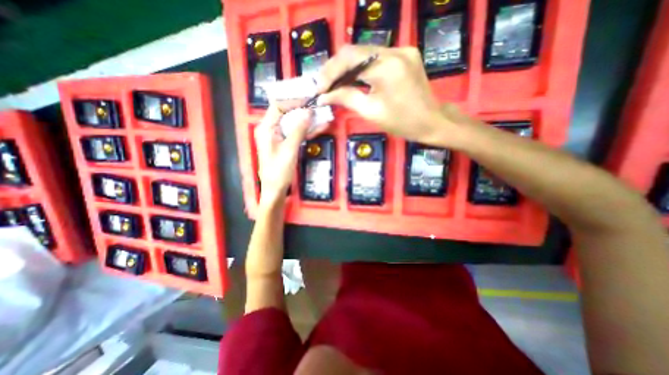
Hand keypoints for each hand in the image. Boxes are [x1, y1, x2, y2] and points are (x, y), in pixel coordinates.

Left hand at [255, 106, 312, 203]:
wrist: (276, 190)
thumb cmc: (279, 171)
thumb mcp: (289, 149)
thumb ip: (298, 130)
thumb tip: (309, 112)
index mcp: (266, 128)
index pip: (278, 106)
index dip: (293, 101)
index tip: (308, 99)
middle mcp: (271, 129)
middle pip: (287, 113)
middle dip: (302, 109)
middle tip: (318, 105)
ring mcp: (279, 137)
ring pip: (294, 123)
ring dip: (308, 120)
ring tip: (322, 114)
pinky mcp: (287, 144)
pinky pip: (297, 133)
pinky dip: (307, 130)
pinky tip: (320, 127)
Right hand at [318, 46, 460, 145]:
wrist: (432, 122)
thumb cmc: (402, 123)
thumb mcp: (371, 112)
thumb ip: (346, 98)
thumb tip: (324, 95)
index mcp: (387, 67)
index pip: (350, 58)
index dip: (330, 72)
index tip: (319, 88)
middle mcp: (395, 50)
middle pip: (356, 51)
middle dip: (336, 68)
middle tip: (324, 85)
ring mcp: (402, 50)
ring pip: (365, 53)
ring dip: (347, 68)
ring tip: (334, 83)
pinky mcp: (405, 55)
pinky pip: (376, 57)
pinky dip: (361, 67)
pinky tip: (353, 79)